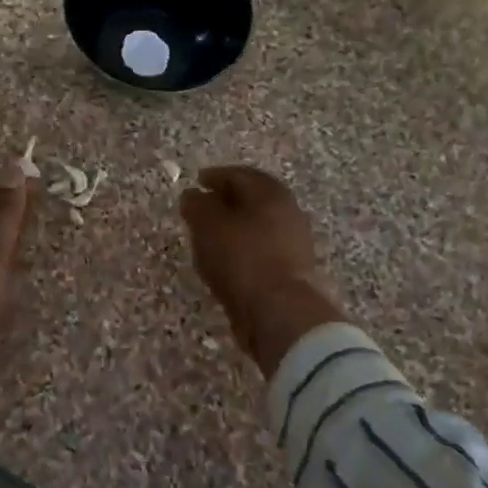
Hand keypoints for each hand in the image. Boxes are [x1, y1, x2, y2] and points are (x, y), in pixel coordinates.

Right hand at [180, 166, 345, 376]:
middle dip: (227, 202)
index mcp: (270, 192)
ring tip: (209, 238)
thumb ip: (197, 205)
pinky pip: (261, 252)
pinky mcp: (292, 272)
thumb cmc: (242, 258)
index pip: (239, 175)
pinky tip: (226, 263)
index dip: (215, 176)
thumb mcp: (208, 225)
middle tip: (203, 209)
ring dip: (235, 229)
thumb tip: (193, 195)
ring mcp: (294, 243)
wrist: (280, 312)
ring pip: (258, 227)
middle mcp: (288, 212)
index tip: (197, 182)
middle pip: (253, 200)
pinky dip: (243, 251)